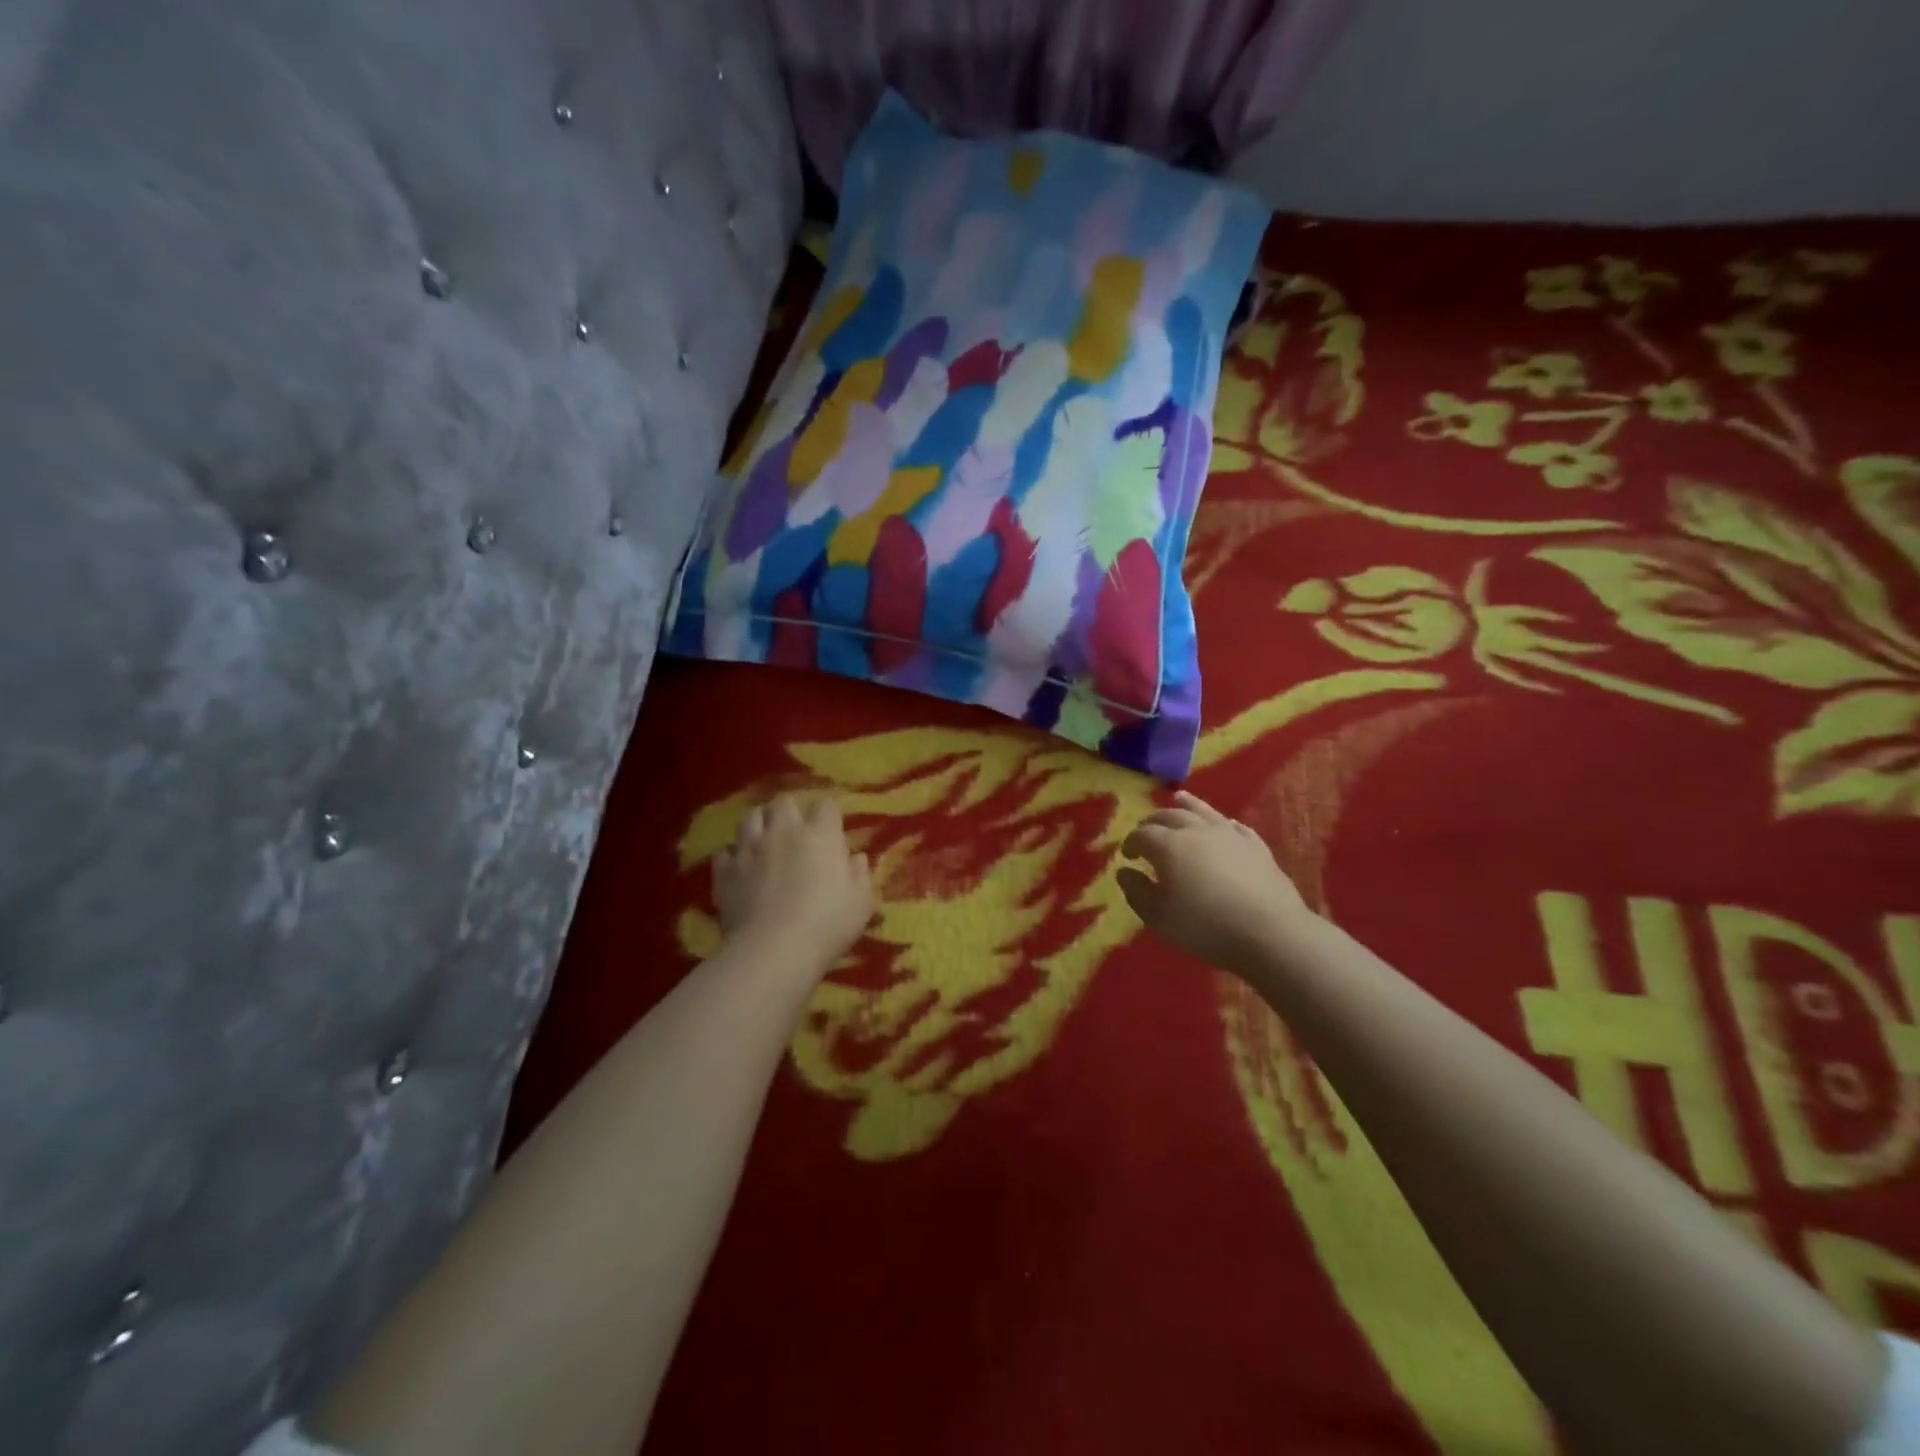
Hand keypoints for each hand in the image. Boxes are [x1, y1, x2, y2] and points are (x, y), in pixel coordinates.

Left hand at [715, 794, 874, 970]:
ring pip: (750, 817)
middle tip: (796, 831)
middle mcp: (783, 832)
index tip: (831, 830)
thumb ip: (860, 875)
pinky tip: (740, 868)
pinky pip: (726, 852)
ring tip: (765, 840)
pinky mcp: (725, 870)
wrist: (774, 951)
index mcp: (820, 835)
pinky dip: (733, 856)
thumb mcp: (861, 903)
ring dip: (760, 824)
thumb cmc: (827, 925)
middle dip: (791, 811)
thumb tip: (856, 858)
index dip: (828, 814)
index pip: (826, 805)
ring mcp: (750, 848)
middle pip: (784, 802)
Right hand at [1117, 791, 1310, 972]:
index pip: (1142, 835)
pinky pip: (1233, 825)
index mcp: (1168, 846)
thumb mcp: (1159, 918)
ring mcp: (1229, 834)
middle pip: (1169, 816)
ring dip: (1186, 805)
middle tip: (1145, 832)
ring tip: (1177, 798)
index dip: (1131, 843)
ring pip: (1202, 810)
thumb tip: (1124, 872)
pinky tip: (1221, 825)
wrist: (1269, 932)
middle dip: (1153, 822)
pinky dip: (1219, 822)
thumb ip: (1137, 892)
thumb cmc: (1206, 927)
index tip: (1127, 856)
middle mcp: (1196, 830)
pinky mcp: (1255, 845)